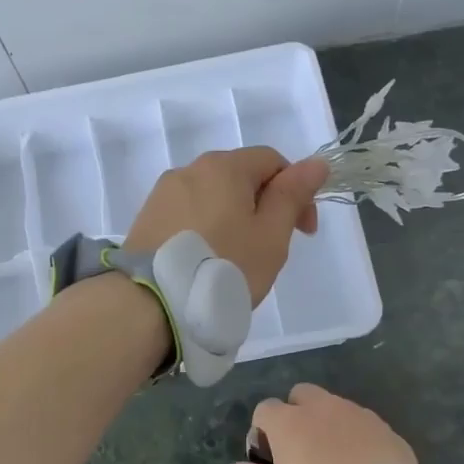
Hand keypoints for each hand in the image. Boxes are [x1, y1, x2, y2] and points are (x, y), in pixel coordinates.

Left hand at [124, 147, 328, 303]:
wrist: (151, 302)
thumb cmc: (223, 266)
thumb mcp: (271, 235)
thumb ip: (292, 195)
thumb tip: (317, 162)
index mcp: (224, 166)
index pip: (273, 161)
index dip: (297, 191)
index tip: (304, 231)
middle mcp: (190, 169)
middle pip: (240, 177)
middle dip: (264, 206)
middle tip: (270, 249)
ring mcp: (163, 193)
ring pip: (212, 197)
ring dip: (233, 219)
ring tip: (235, 259)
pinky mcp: (146, 218)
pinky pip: (188, 215)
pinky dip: (205, 230)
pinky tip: (206, 261)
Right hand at [223, 384, 420, 463]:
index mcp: (289, 422)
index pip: (265, 409)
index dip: (264, 430)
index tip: (271, 456)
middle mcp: (320, 407)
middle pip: (301, 395)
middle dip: (297, 412)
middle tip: (302, 449)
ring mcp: (355, 412)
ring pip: (334, 406)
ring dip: (328, 423)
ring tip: (336, 458)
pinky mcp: (383, 426)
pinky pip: (362, 422)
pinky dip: (356, 435)